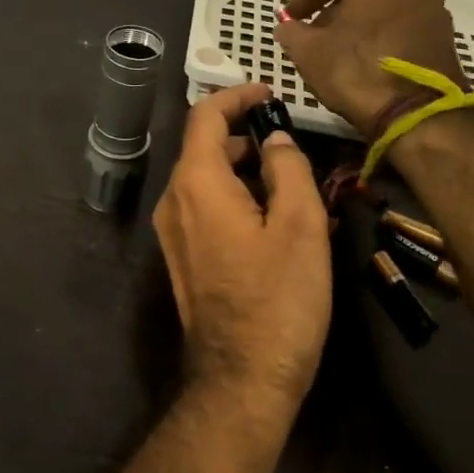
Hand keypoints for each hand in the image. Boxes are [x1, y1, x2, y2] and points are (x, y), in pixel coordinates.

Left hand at [152, 83, 331, 414]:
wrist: (241, 379)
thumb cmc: (278, 299)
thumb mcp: (300, 227)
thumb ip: (289, 170)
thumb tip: (275, 141)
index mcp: (196, 183)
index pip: (204, 116)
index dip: (236, 97)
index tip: (269, 93)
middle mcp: (173, 201)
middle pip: (203, 147)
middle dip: (244, 135)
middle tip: (289, 141)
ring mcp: (172, 232)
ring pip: (204, 179)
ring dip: (242, 168)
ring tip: (290, 180)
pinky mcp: (181, 257)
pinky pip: (204, 208)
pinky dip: (234, 195)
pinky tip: (272, 215)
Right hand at [274, 0, 466, 134]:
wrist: (418, 112)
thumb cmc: (356, 67)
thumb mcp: (308, 50)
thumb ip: (292, 32)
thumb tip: (287, 28)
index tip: (288, 17)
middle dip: (333, 8)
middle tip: (310, 33)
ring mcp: (434, 3)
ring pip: (384, 6)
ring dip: (358, 22)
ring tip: (335, 50)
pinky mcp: (444, 34)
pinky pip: (402, 25)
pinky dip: (380, 36)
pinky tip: (363, 60)